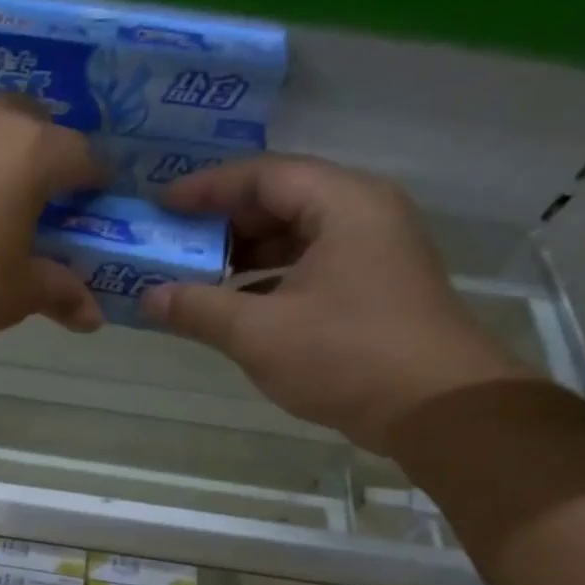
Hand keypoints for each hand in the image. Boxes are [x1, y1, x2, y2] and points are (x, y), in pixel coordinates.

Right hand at [139, 155, 535, 452]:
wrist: (437, 409)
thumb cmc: (347, 357)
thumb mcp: (259, 333)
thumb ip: (198, 309)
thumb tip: (147, 297)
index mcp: (343, 204)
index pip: (265, 175)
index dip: (207, 188)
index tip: (161, 206)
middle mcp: (363, 215)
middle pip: (281, 200)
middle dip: (222, 223)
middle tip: (172, 241)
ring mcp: (373, 253)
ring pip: (295, 237)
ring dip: (243, 255)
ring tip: (193, 276)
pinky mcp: (373, 289)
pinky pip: (309, 268)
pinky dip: (267, 281)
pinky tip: (232, 308)